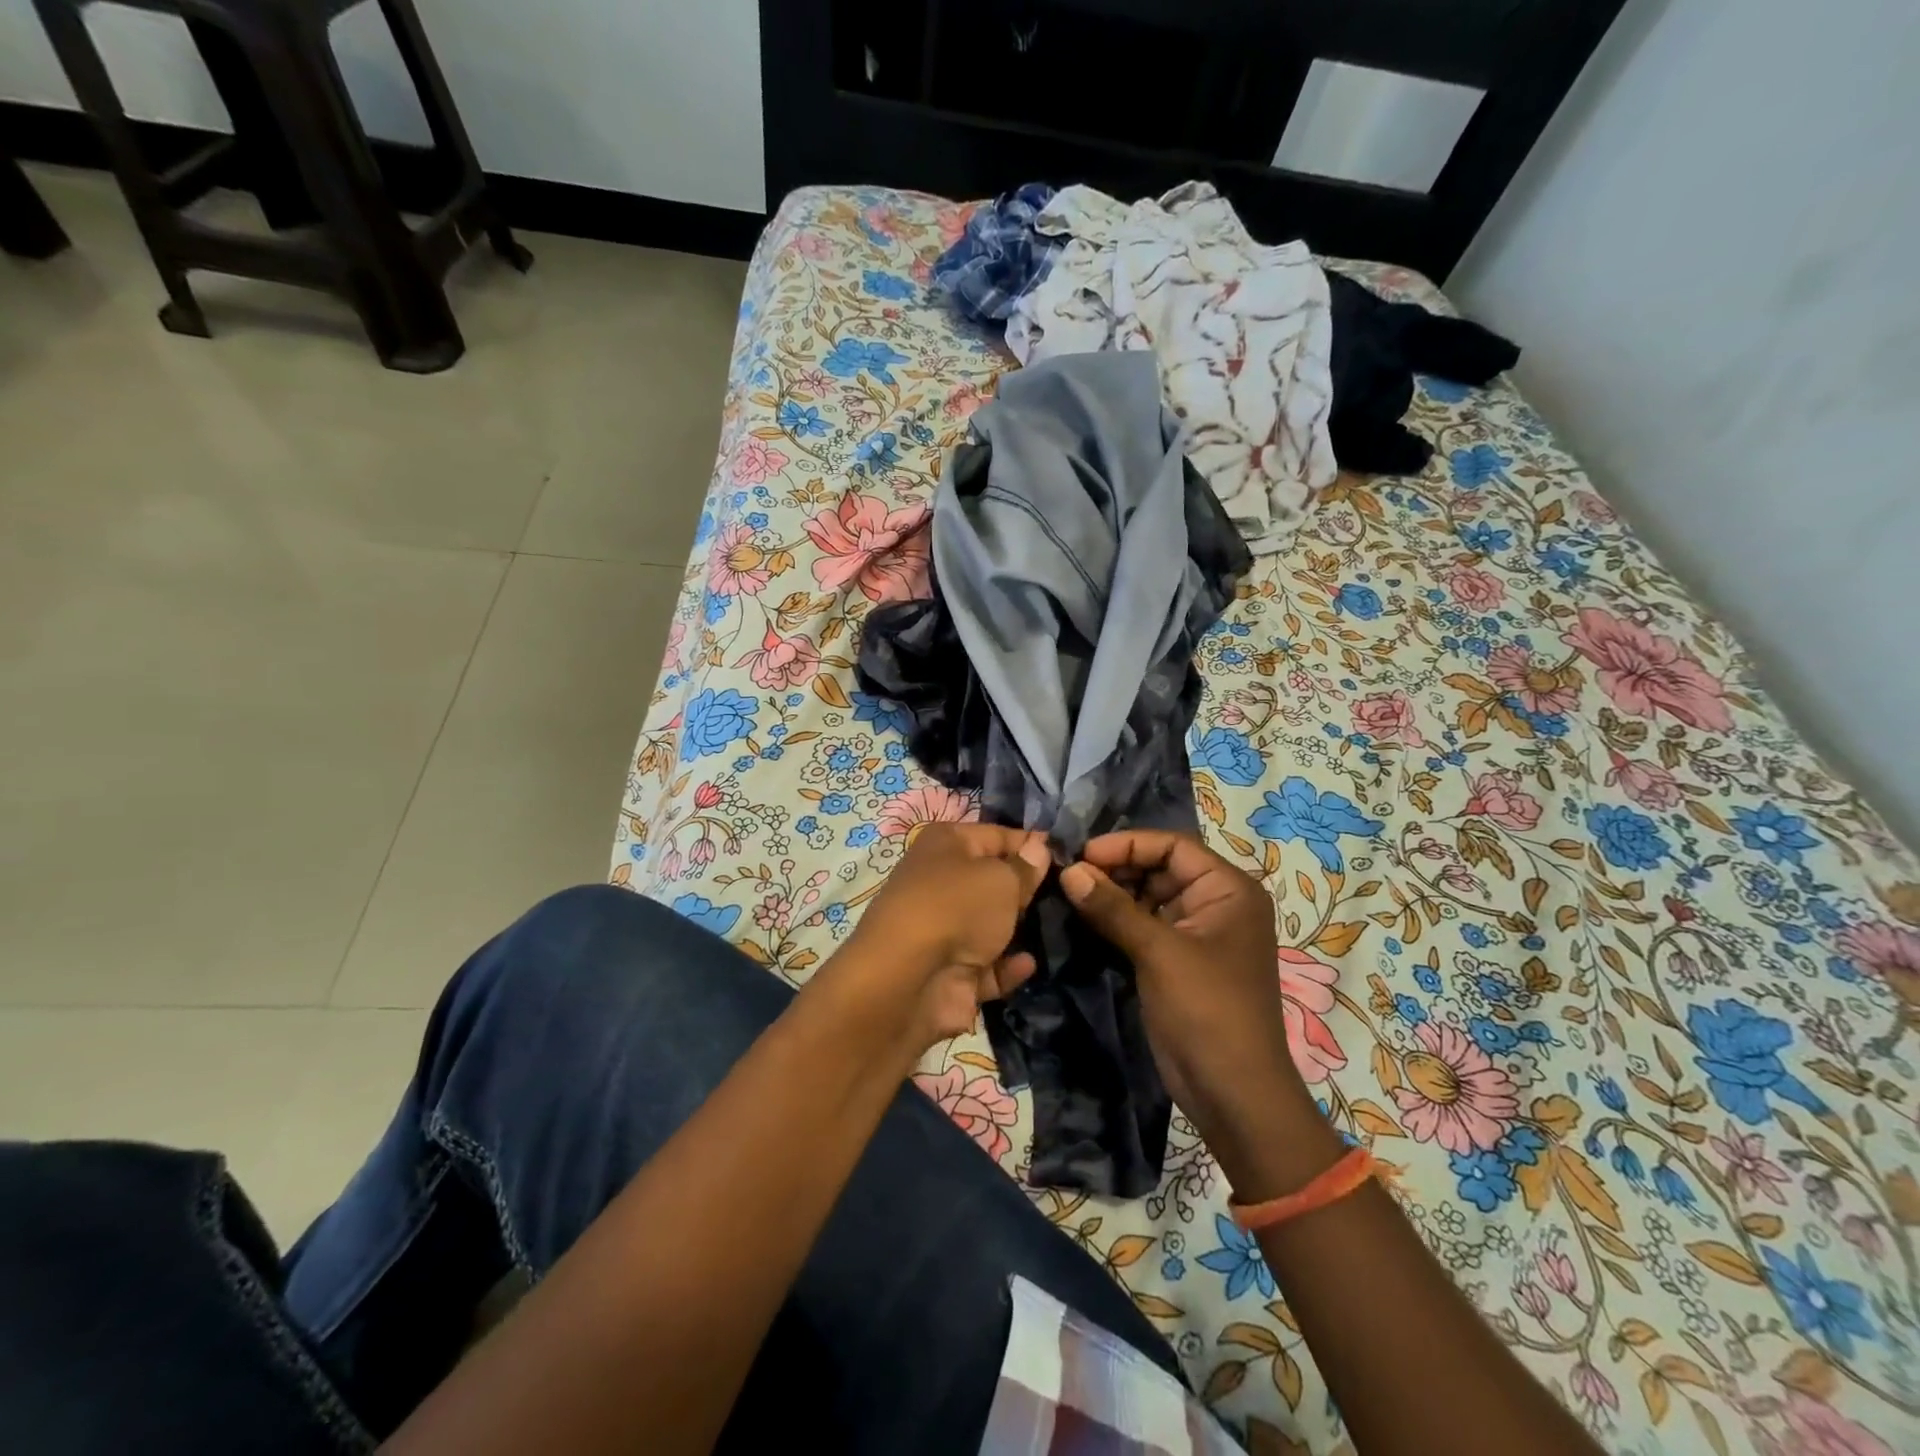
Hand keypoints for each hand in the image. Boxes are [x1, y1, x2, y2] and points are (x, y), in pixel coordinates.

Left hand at [828, 822, 1050, 1051]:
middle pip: (993, 881)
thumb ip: (1025, 867)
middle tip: (1067, 895)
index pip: (997, 835)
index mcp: (946, 844)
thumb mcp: (1002, 879)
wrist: (908, 980)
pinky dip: (1008, 967)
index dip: (1031, 844)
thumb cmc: (957, 908)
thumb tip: (1039, 848)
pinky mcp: (950, 973)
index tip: (1066, 856)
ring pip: (991, 925)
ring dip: (1018, 930)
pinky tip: (1029, 964)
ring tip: (1057, 928)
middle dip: (1027, 889)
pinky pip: (988, 966)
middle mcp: (941, 882)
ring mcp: (943, 930)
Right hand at [1061, 831, 1339, 1197]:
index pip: (1173, 846)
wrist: (1233, 1093)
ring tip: (1071, 893)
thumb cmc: (1208, 1010)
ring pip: (1148, 897)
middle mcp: (1216, 904)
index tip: (1081, 854)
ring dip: (1113, 894)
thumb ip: (1113, 908)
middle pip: (1160, 868)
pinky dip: (1117, 920)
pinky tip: (1085, 918)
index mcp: (1228, 890)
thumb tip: (1069, 870)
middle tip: (1070, 876)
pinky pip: (1144, 926)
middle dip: (1116, 868)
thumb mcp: (1159, 952)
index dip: (1127, 845)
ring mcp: (1197, 934)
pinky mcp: (1177, 961)